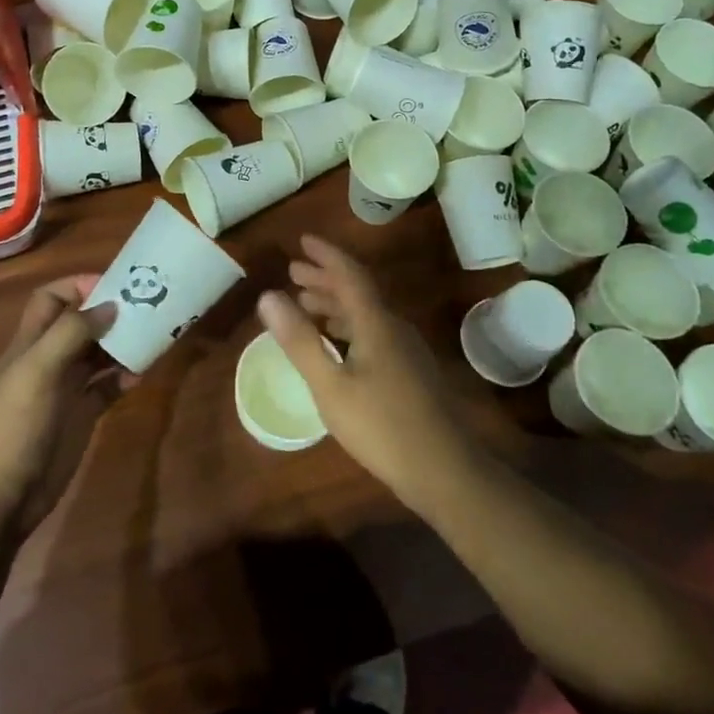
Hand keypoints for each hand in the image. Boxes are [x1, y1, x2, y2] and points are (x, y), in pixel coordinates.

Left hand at [0, 276, 121, 545]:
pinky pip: (107, 387)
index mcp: (31, 342)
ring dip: (122, 342)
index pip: (51, 298)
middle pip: (81, 323)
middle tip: (148, 306)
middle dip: (110, 311)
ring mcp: (66, 389)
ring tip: (153, 336)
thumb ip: (71, 333)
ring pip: (98, 353)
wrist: (0, 498)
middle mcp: (49, 359)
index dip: (78, 286)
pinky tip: (142, 375)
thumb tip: (110, 305)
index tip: (115, 285)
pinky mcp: (81, 416)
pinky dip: (125, 377)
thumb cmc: (13, 427)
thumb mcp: (37, 371)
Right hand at [257, 236, 481, 512]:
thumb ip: (299, 340)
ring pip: (366, 313)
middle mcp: (394, 328)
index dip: (325, 255)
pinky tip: (336, 345)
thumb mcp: (330, 386)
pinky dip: (347, 326)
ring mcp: (406, 351)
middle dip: (325, 278)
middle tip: (294, 271)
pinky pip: (373, 332)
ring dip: (335, 303)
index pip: (349, 274)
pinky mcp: (410, 372)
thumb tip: (268, 295)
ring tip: (306, 303)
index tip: (302, 241)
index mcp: (376, 323)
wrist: (445, 472)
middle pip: (358, 291)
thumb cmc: (381, 426)